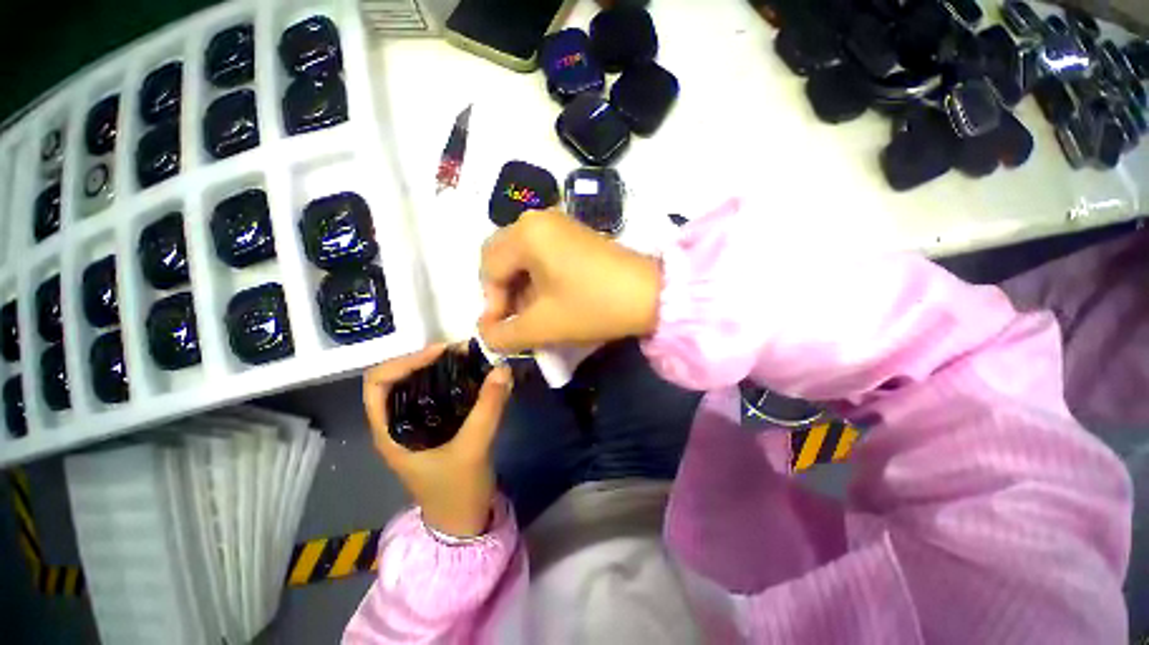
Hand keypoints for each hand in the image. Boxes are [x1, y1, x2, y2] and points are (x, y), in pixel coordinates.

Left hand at [363, 345, 512, 537]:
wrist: (463, 522)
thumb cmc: (457, 491)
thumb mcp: (473, 449)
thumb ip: (489, 408)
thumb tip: (502, 369)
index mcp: (389, 431)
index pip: (378, 382)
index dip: (405, 360)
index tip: (441, 352)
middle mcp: (396, 424)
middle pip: (399, 378)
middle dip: (427, 360)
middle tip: (460, 352)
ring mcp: (415, 426)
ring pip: (419, 385)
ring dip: (441, 369)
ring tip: (468, 360)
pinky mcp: (434, 428)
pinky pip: (437, 395)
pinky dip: (452, 382)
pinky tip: (473, 378)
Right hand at [478, 208, 661, 353]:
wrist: (651, 295)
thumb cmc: (593, 306)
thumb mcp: (543, 326)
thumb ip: (504, 335)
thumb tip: (486, 335)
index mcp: (526, 234)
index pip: (489, 270)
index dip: (491, 305)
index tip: (502, 332)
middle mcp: (538, 220)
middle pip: (501, 258)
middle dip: (503, 293)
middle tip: (514, 320)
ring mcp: (559, 225)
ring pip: (521, 257)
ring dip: (520, 288)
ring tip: (531, 316)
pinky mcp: (574, 236)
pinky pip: (541, 255)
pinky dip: (537, 279)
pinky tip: (548, 301)